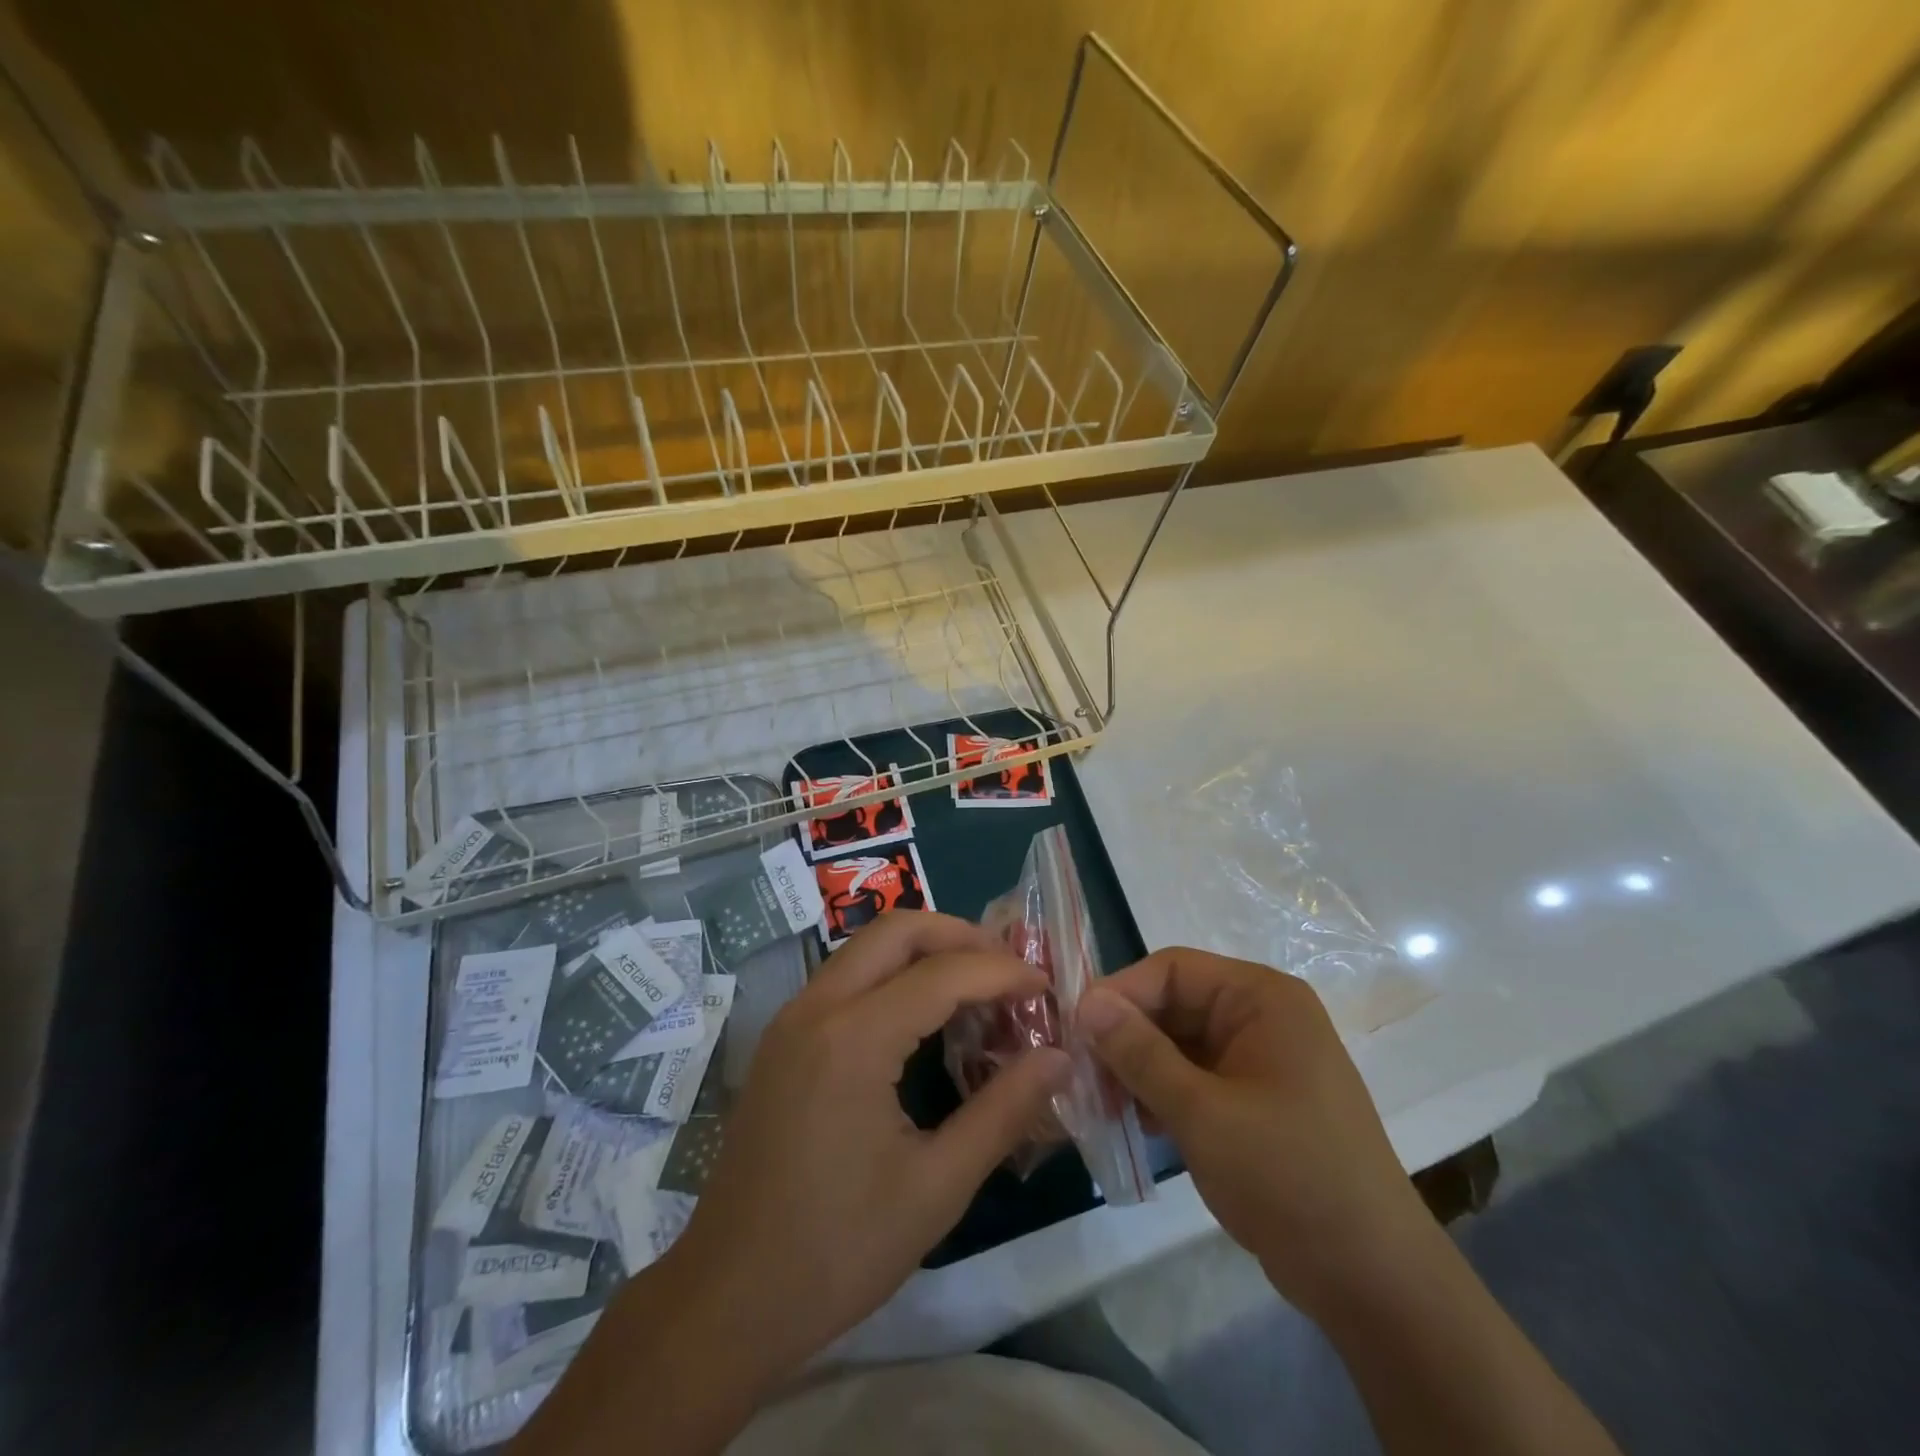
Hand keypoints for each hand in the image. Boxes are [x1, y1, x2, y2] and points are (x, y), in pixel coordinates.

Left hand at [664, 911, 1071, 1374]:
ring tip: (978, 987)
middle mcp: (817, 1007)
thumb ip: (1003, 1112)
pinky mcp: (783, 1038)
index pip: (943, 973)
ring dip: (926, 952)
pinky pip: (848, 977)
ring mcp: (792, 1018)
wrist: (727, 1299)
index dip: (1002, 972)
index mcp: (853, 1039)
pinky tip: (926, 1017)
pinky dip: (894, 975)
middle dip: (961, 936)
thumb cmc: (837, 1250)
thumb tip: (1058, 1057)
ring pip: (868, 947)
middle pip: (897, 930)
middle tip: (1009, 970)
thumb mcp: (936, 1187)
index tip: (1046, 988)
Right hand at [1077, 947, 1431, 1319]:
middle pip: (1173, 1004)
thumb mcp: (1203, 1112)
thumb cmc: (1289, 1177)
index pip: (1172, 970)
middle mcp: (1261, 1016)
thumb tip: (1085, 1002)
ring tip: (1101, 1104)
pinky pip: (1196, 1076)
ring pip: (1179, 1043)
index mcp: (1261, 998)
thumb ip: (1139, 1053)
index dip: (1120, 993)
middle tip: (1080, 1075)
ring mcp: (1260, 1059)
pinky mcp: (1256, 1099)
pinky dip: (1163, 1093)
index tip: (1074, 1030)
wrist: (1374, 1281)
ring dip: (1138, 1068)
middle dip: (1126, 1037)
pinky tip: (1137, 1123)